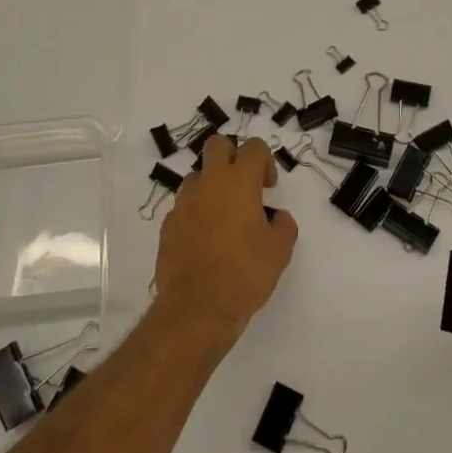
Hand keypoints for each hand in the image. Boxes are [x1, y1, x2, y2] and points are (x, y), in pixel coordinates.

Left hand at [152, 136, 297, 345]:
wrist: (197, 307)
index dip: (265, 162)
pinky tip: (206, 241)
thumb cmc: (245, 273)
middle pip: (217, 145)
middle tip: (244, 187)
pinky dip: (196, 213)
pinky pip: (184, 206)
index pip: (254, 147)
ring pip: (198, 176)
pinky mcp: (168, 224)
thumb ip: (283, 226)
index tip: (268, 188)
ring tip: (224, 218)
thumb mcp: (279, 251)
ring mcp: (184, 202)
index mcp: (239, 181)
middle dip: (232, 156)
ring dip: (212, 186)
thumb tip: (277, 218)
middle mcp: (209, 183)